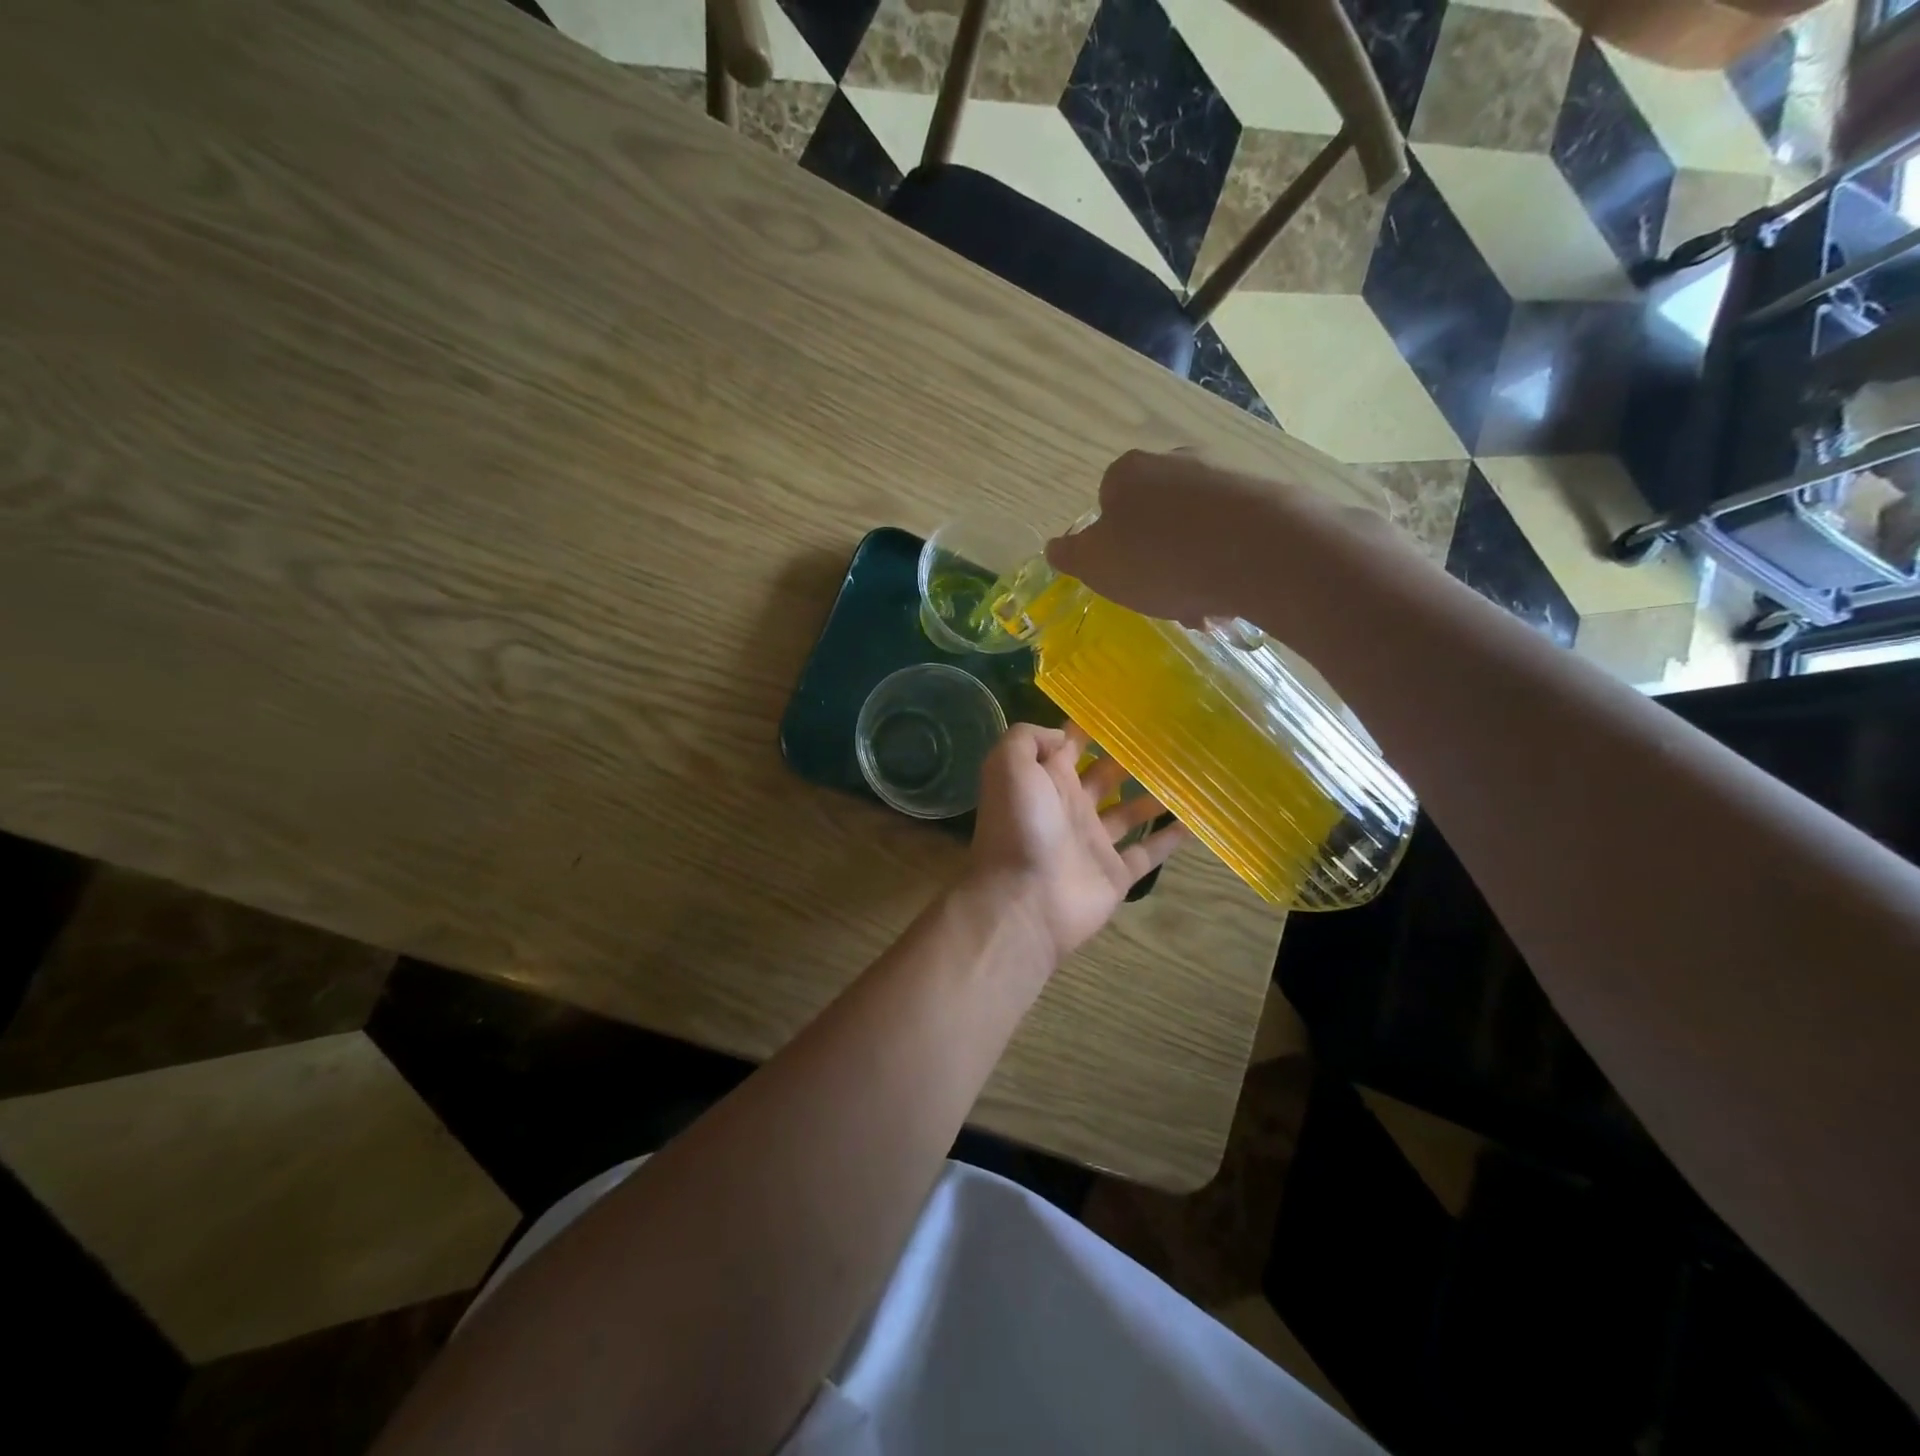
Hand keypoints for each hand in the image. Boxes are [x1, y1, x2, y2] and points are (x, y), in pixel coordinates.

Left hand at [968, 722, 1187, 962]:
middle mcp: (1070, 806)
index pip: (1070, 744)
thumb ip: (1029, 739)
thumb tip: (1063, 734)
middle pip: (1105, 774)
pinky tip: (1196, 819)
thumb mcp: (1008, 766)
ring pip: (1129, 811)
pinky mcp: (1115, 873)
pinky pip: (1148, 851)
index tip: (1124, 705)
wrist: (1024, 900)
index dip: (1090, 725)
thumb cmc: (1018, 827)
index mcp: (1046, 780)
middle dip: (1129, 756)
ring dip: (1154, 794)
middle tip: (1169, 734)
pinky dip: (1170, 838)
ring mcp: (1093, 841)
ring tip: (1188, 771)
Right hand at [1045, 448, 1366, 626]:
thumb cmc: (1159, 558)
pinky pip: (1232, 535)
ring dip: (1192, 567)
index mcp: (1127, 472)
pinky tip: (1231, 594)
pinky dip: (1226, 563)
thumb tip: (1055, 547)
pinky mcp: (1264, 496)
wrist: (1258, 551)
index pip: (1107, 504)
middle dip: (1156, 559)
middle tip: (1164, 598)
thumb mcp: (1095, 565)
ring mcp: (1223, 475)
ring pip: (1195, 530)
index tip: (1125, 580)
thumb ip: (1071, 555)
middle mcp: (1175, 462)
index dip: (1112, 548)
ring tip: (1202, 607)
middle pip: (1154, 517)